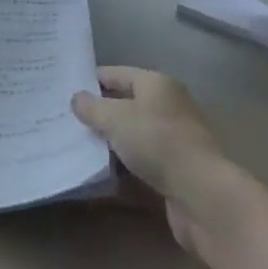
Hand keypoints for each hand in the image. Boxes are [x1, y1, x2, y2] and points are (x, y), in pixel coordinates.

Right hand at [73, 67, 230, 252]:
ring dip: (110, 143)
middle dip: (99, 114)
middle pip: (126, 105)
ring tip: (78, 148)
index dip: (91, 80)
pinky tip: (101, 176)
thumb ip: (92, 107)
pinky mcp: (175, 170)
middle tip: (67, 121)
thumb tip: (77, 98)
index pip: (117, 74)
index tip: (65, 90)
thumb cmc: (157, 142)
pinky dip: (124, 168)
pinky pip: (141, 163)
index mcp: (156, 84)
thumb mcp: (115, 119)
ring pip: (133, 136)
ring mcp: (174, 140)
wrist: (202, 194)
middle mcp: (168, 106)